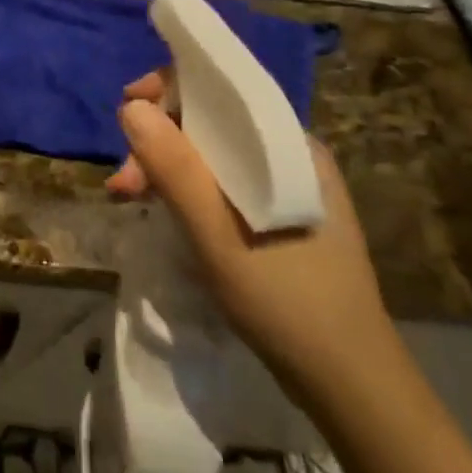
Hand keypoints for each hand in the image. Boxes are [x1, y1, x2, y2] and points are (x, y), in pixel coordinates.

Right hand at [108, 70, 400, 402]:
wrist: (350, 384)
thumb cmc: (285, 301)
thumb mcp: (217, 234)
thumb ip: (174, 167)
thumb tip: (131, 107)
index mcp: (288, 144)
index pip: (222, 88)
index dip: (168, 89)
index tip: (126, 112)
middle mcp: (289, 154)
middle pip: (210, 122)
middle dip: (157, 140)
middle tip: (121, 184)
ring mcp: (286, 186)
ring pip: (211, 154)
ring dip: (165, 167)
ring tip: (129, 200)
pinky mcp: (279, 215)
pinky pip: (221, 182)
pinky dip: (185, 190)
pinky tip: (162, 210)